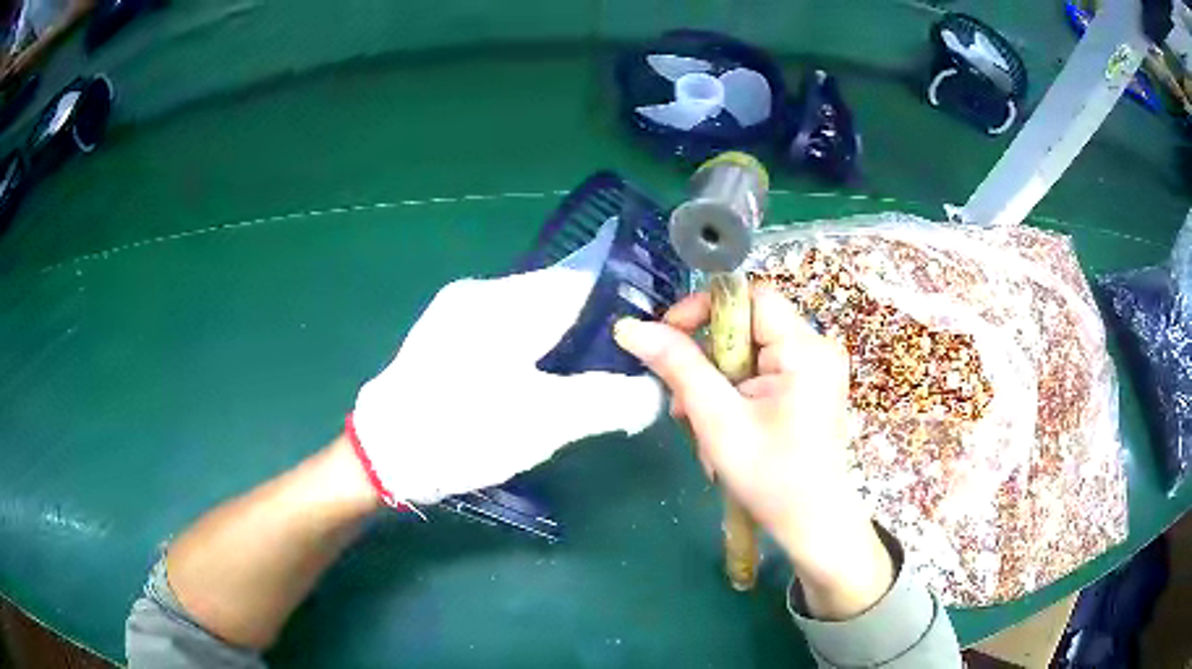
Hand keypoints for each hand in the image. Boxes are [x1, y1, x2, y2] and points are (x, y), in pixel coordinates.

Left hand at [351, 220, 662, 506]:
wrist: (382, 456)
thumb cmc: (462, 432)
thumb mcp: (544, 422)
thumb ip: (608, 400)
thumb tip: (654, 391)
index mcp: (504, 301)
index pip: (581, 281)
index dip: (620, 305)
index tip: (646, 339)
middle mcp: (479, 293)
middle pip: (556, 297)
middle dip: (591, 328)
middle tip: (617, 370)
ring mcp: (456, 313)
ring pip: (529, 314)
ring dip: (560, 341)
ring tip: (582, 380)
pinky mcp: (444, 337)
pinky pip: (504, 330)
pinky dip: (531, 349)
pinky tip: (536, 383)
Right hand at [614, 286, 892, 618]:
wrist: (813, 525)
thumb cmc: (771, 477)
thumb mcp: (718, 420)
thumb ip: (677, 366)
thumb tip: (630, 327)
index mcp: (804, 349)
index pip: (749, 296)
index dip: (705, 308)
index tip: (669, 338)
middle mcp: (816, 347)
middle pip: (746, 325)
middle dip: (706, 358)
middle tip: (682, 400)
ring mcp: (816, 368)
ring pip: (749, 351)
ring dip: (715, 380)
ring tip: (698, 423)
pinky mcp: (809, 387)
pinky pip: (762, 370)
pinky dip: (735, 391)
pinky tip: (721, 426)